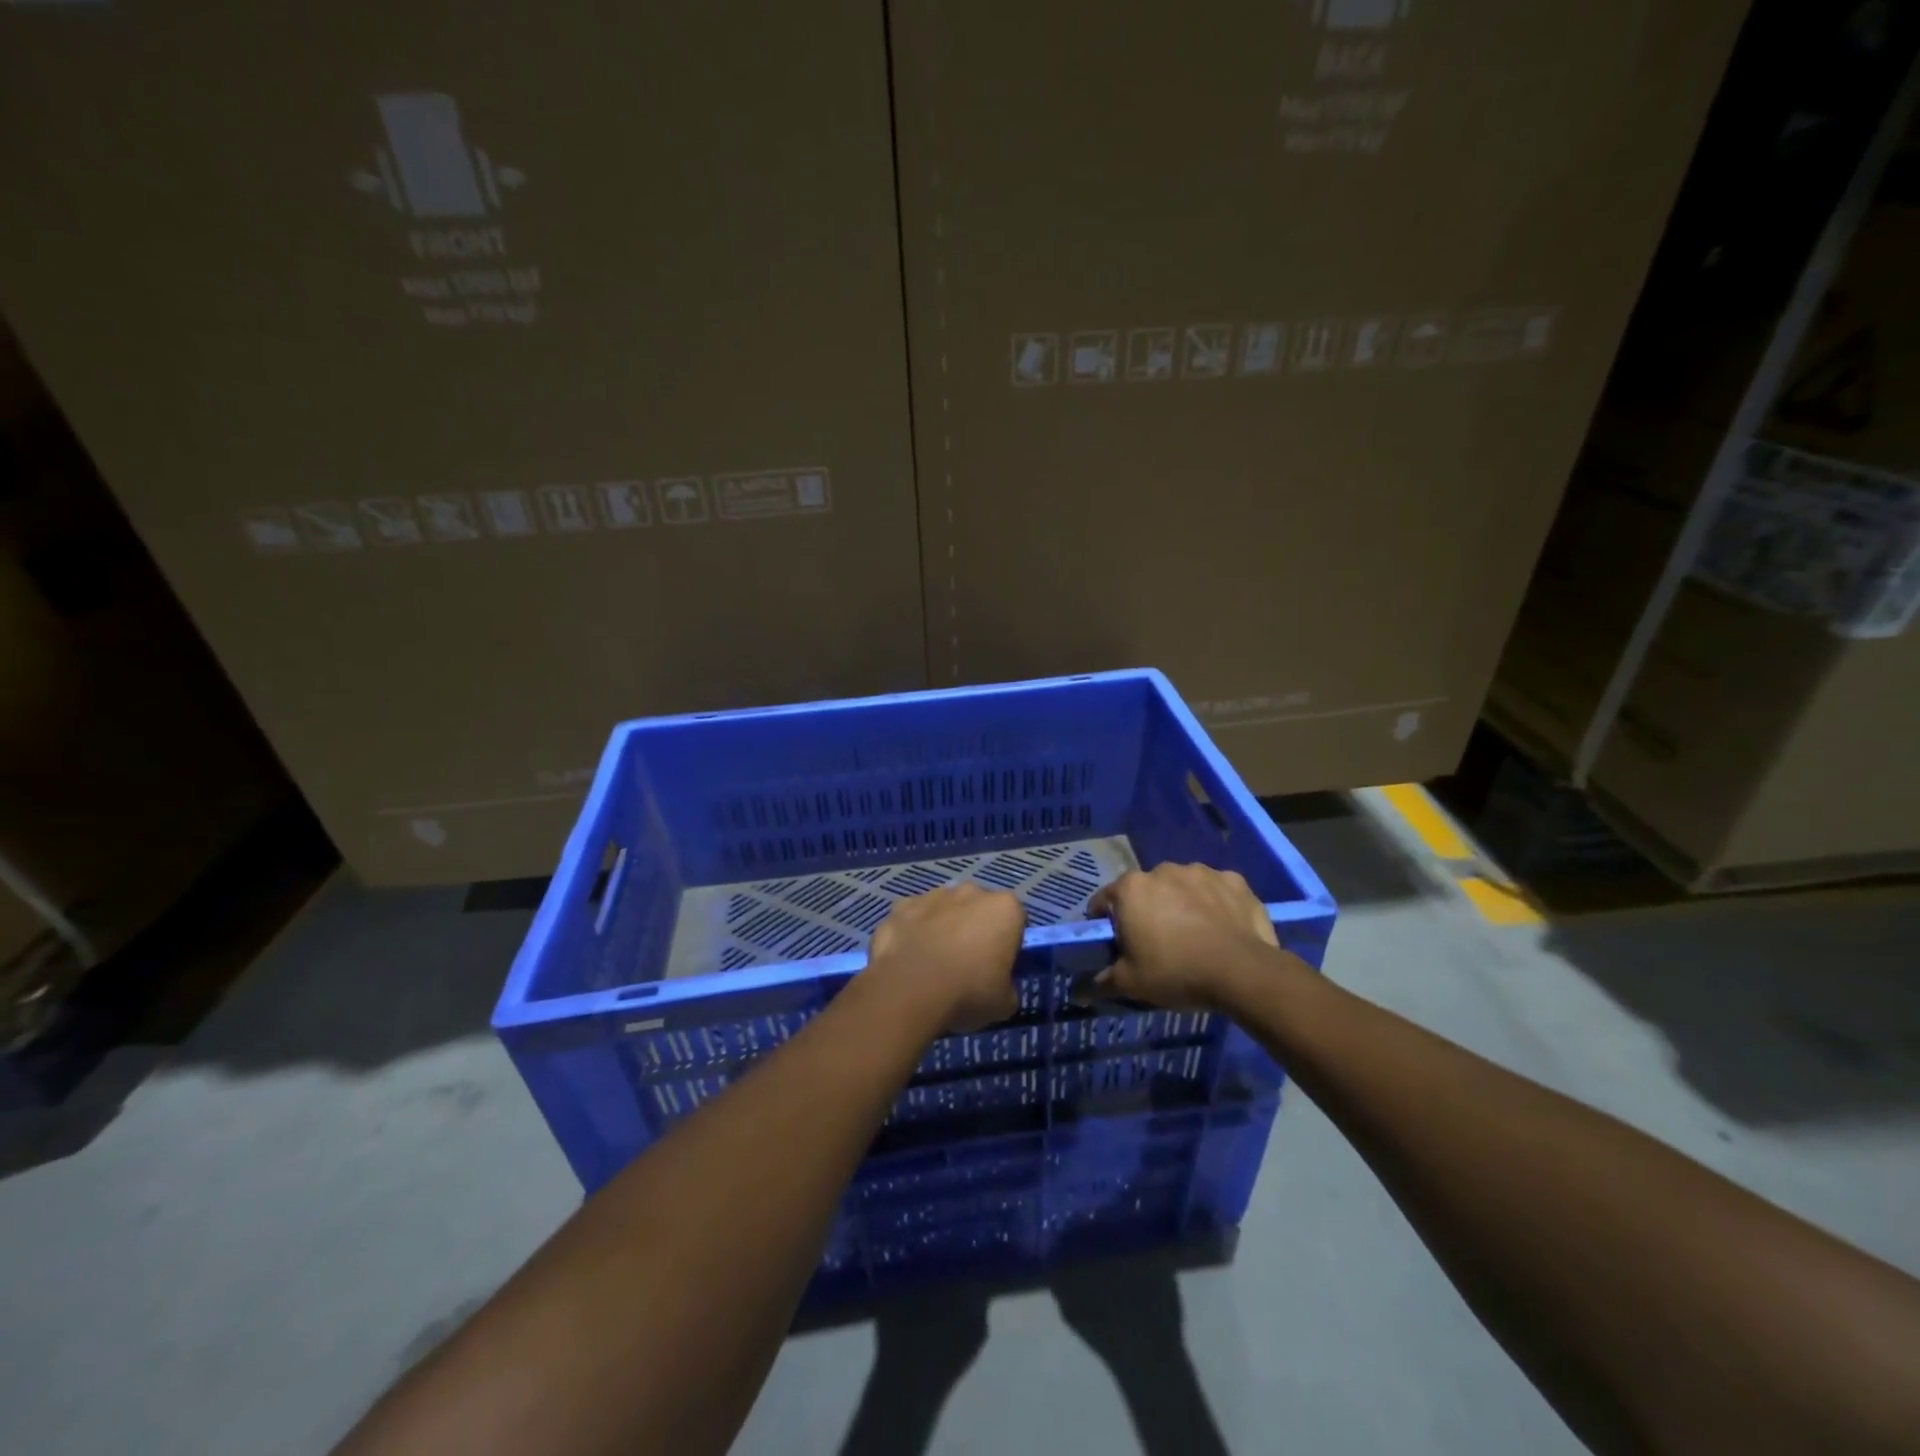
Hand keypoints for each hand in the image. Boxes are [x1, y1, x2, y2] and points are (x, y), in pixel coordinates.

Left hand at [867, 884, 1024, 1032]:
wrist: (909, 991)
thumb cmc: (968, 993)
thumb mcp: (1005, 1003)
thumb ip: (1007, 987)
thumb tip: (1000, 989)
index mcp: (1005, 908)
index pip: (1015, 921)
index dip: (1008, 944)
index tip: (998, 967)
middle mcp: (971, 892)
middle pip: (979, 909)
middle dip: (975, 929)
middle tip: (967, 965)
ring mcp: (933, 895)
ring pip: (945, 909)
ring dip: (943, 927)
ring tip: (933, 964)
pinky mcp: (901, 906)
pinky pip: (914, 917)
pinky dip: (913, 931)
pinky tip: (908, 958)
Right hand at [1082, 863, 1279, 1010]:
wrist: (1242, 971)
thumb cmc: (1176, 972)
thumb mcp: (1131, 983)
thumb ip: (1103, 981)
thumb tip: (1082, 989)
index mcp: (1131, 889)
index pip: (1105, 900)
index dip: (1106, 921)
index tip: (1115, 942)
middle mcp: (1162, 870)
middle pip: (1145, 890)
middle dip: (1147, 910)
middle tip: (1157, 942)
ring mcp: (1200, 872)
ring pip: (1182, 886)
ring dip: (1182, 902)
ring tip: (1194, 934)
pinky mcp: (1234, 880)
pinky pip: (1216, 890)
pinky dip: (1215, 903)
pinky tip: (1222, 927)